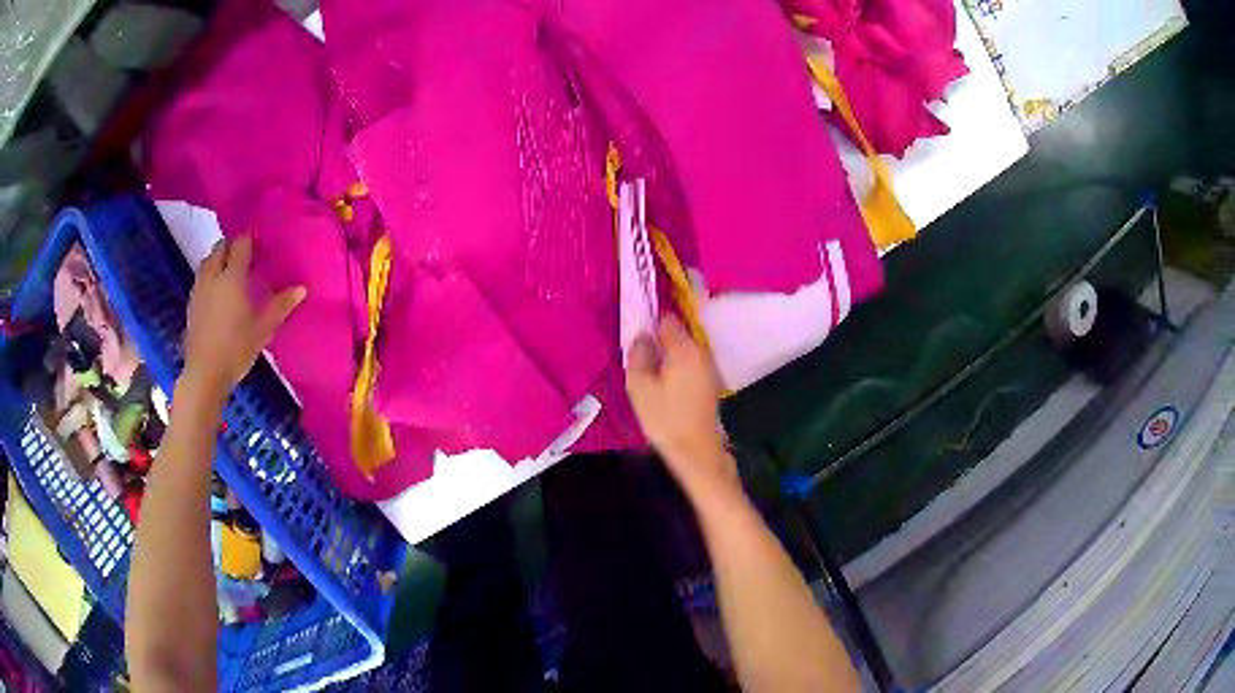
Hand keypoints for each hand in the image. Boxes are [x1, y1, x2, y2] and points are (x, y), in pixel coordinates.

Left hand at [182, 237, 304, 398]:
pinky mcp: (191, 301)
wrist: (205, 373)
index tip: (260, 243)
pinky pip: (201, 276)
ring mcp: (199, 287)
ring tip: (231, 270)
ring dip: (219, 258)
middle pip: (221, 246)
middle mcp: (213, 275)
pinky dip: (210, 274)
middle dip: (233, 245)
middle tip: (247, 255)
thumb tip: (302, 288)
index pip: (241, 243)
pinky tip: (218, 291)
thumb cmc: (236, 349)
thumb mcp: (263, 329)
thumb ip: (281, 305)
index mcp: (233, 277)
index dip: (250, 239)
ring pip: (208, 259)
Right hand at [626, 315, 735, 495]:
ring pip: (685, 348)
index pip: (667, 319)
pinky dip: (678, 365)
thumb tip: (641, 335)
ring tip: (650, 367)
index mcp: (684, 348)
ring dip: (669, 352)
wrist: (695, 450)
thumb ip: (638, 354)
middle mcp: (701, 352)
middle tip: (640, 352)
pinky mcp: (710, 382)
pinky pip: (691, 362)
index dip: (650, 322)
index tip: (636, 332)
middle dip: (659, 338)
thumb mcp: (640, 386)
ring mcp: (709, 367)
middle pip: (678, 333)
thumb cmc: (665, 418)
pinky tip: (665, 381)